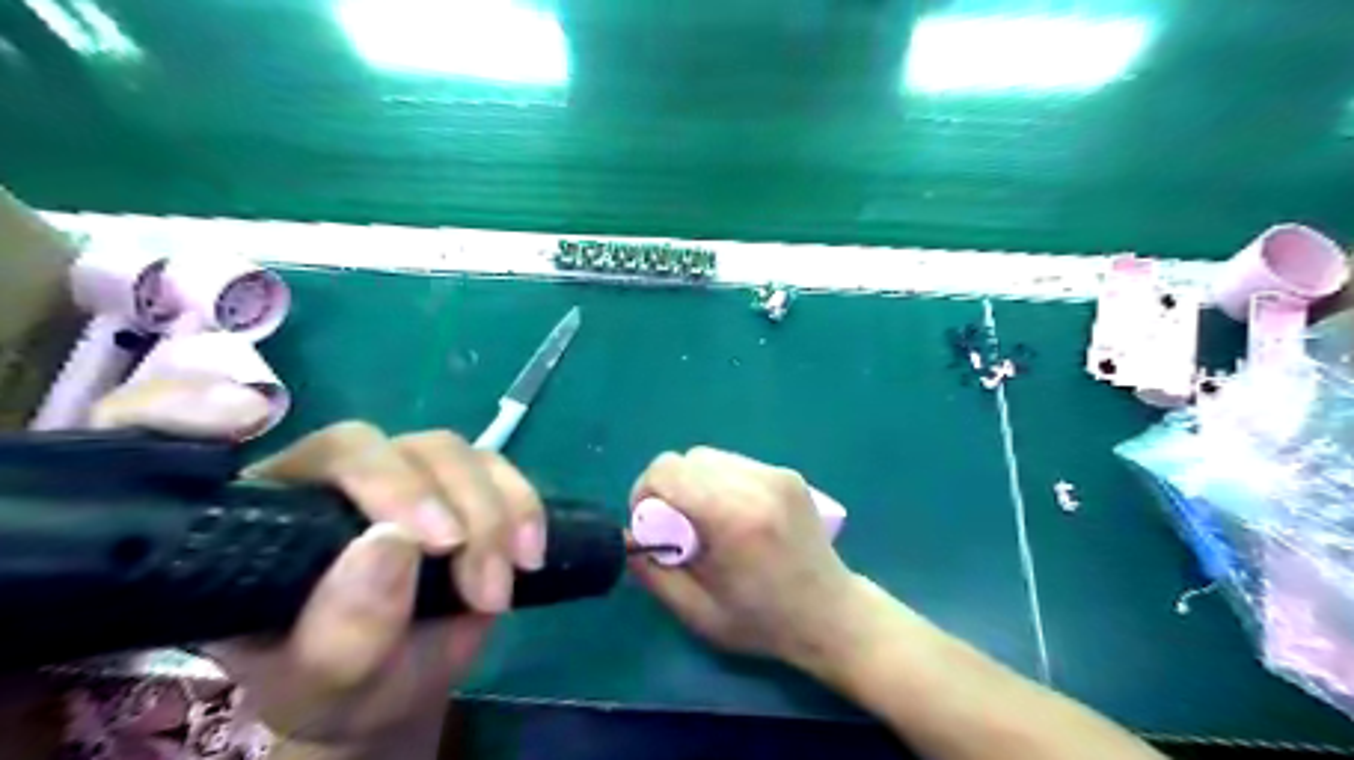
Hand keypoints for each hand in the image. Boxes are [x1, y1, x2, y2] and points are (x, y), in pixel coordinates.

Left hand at [90, 376, 549, 752]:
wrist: (411, 681)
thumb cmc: (347, 688)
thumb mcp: (329, 684)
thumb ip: (343, 631)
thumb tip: (393, 544)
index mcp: (254, 523)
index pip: (207, 447)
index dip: (188, 407)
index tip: (238, 421)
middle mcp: (323, 482)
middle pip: (367, 446)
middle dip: (425, 498)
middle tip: (463, 564)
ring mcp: (401, 474)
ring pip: (446, 449)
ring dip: (487, 513)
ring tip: (495, 591)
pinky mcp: (461, 481)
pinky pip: (498, 465)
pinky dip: (522, 505)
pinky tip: (529, 553)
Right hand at [626, 444, 866, 669]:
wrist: (831, 615)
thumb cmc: (763, 622)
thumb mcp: (697, 613)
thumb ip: (653, 573)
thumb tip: (630, 538)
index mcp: (733, 517)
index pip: (667, 470)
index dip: (644, 493)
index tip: (651, 525)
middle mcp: (756, 484)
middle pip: (686, 459)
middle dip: (669, 489)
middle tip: (677, 527)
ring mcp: (776, 474)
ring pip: (709, 457)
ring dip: (695, 484)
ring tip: (707, 521)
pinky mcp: (787, 474)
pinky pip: (734, 464)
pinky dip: (720, 482)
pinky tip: (733, 516)